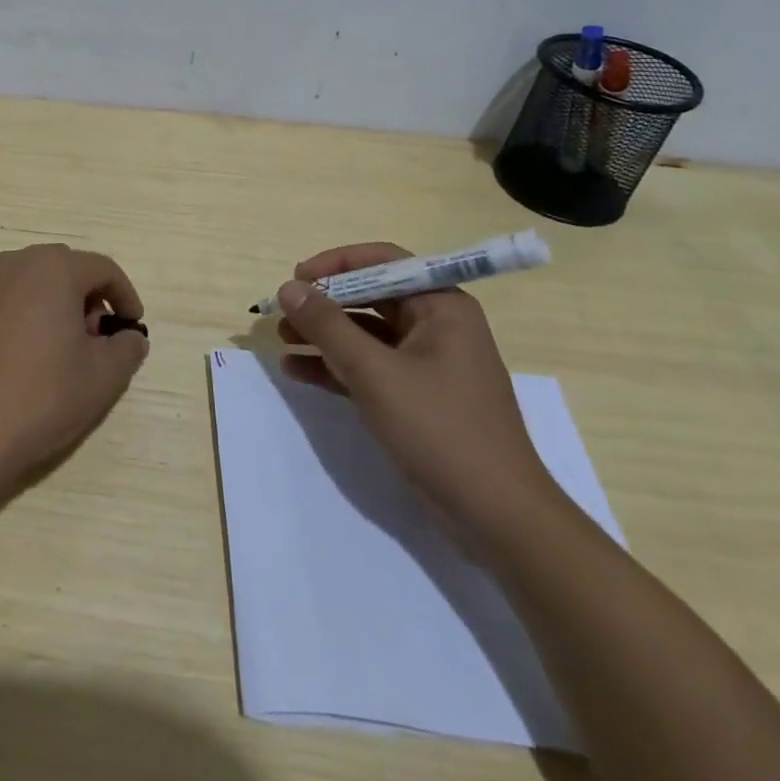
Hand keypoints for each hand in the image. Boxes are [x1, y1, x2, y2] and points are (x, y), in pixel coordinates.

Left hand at [0, 245, 148, 486]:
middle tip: (99, 342)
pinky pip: (10, 302)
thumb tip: (130, 337)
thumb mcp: (102, 376)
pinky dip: (29, 318)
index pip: (103, 269)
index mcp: (53, 267)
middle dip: (90, 300)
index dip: (125, 296)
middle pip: (67, 271)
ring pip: (36, 285)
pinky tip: (30, 361)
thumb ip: (126, 349)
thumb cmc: (41, 394)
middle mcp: (16, 264)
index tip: (133, 328)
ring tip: (66, 355)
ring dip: (58, 308)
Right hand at [277, 243, 563, 548]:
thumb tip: (288, 288)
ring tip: (281, 339)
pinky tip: (297, 371)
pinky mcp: (417, 397)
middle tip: (282, 312)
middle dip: (324, 303)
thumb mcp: (375, 373)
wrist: (498, 518)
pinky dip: (335, 366)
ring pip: (366, 334)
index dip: (336, 264)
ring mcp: (428, 364)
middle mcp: (437, 326)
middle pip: (371, 296)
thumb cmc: (440, 429)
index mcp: (441, 306)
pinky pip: (370, 367)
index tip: (297, 278)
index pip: (383, 262)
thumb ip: (328, 326)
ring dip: (324, 335)